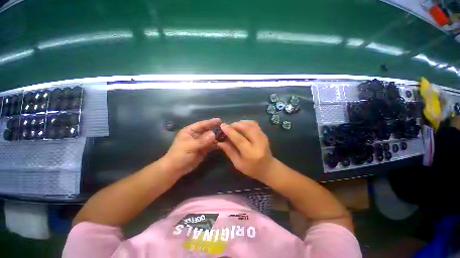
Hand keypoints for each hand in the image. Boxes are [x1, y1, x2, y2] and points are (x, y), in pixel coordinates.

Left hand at [162, 118, 221, 175]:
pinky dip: (216, 144)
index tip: (219, 120)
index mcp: (190, 131)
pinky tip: (223, 143)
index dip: (210, 122)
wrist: (176, 169)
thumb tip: (213, 134)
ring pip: (210, 138)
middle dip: (215, 129)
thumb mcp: (189, 147)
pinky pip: (211, 145)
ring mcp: (200, 142)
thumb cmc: (179, 155)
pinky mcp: (204, 149)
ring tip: (226, 135)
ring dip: (217, 137)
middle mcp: (196, 135)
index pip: (201, 124)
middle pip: (207, 130)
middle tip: (225, 128)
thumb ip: (202, 141)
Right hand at [217, 120, 274, 179]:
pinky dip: (246, 123)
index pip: (239, 139)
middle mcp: (259, 143)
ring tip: (233, 126)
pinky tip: (241, 126)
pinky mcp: (264, 134)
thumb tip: (220, 141)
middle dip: (235, 125)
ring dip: (240, 123)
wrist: (268, 168)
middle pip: (246, 128)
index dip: (230, 131)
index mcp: (251, 153)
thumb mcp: (238, 163)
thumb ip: (229, 151)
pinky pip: (254, 124)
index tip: (222, 125)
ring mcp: (263, 137)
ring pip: (251, 124)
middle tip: (227, 126)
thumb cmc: (252, 168)